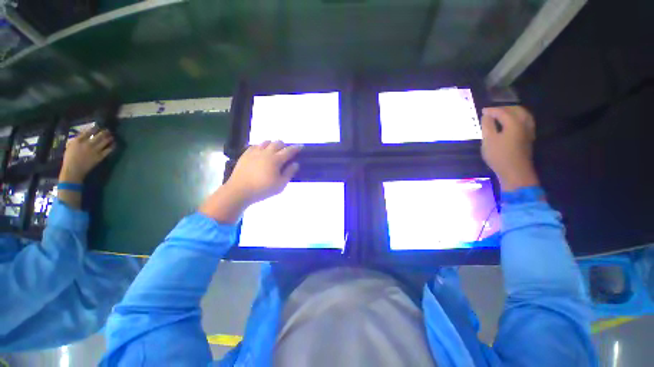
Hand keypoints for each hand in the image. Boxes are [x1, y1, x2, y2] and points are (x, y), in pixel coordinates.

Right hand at [59, 129, 114, 183]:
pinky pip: (108, 150)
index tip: (98, 126)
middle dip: (104, 132)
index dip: (95, 128)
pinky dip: (112, 146)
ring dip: (109, 138)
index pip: (88, 131)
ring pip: (105, 141)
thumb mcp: (70, 146)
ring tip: (112, 136)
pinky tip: (114, 144)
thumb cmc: (69, 158)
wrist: (73, 170)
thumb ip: (77, 140)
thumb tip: (84, 135)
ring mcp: (94, 150)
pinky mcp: (100, 156)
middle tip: (108, 130)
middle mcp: (87, 144)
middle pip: (98, 135)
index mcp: (78, 141)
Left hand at [199, 141, 301, 222]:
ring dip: (273, 145)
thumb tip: (295, 164)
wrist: (239, 191)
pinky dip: (261, 147)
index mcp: (275, 160)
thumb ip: (289, 173)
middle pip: (277, 143)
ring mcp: (254, 152)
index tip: (301, 146)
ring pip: (266, 142)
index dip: (296, 148)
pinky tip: (261, 153)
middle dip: (284, 145)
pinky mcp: (245, 154)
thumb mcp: (280, 185)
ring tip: (274, 151)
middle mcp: (266, 152)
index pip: (288, 151)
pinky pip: (255, 145)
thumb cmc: (262, 189)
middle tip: (286, 151)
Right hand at [481, 106, 539, 190]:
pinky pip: (525, 121)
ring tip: (502, 115)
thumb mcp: (489, 140)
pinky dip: (518, 118)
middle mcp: (524, 124)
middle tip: (492, 111)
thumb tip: (487, 116)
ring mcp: (529, 131)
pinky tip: (511, 123)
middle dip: (504, 108)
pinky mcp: (529, 138)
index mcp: (514, 123)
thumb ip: (487, 126)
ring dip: (513, 112)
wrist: (515, 172)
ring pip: (524, 115)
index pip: (503, 112)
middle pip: (516, 110)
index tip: (482, 111)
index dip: (492, 110)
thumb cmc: (499, 155)